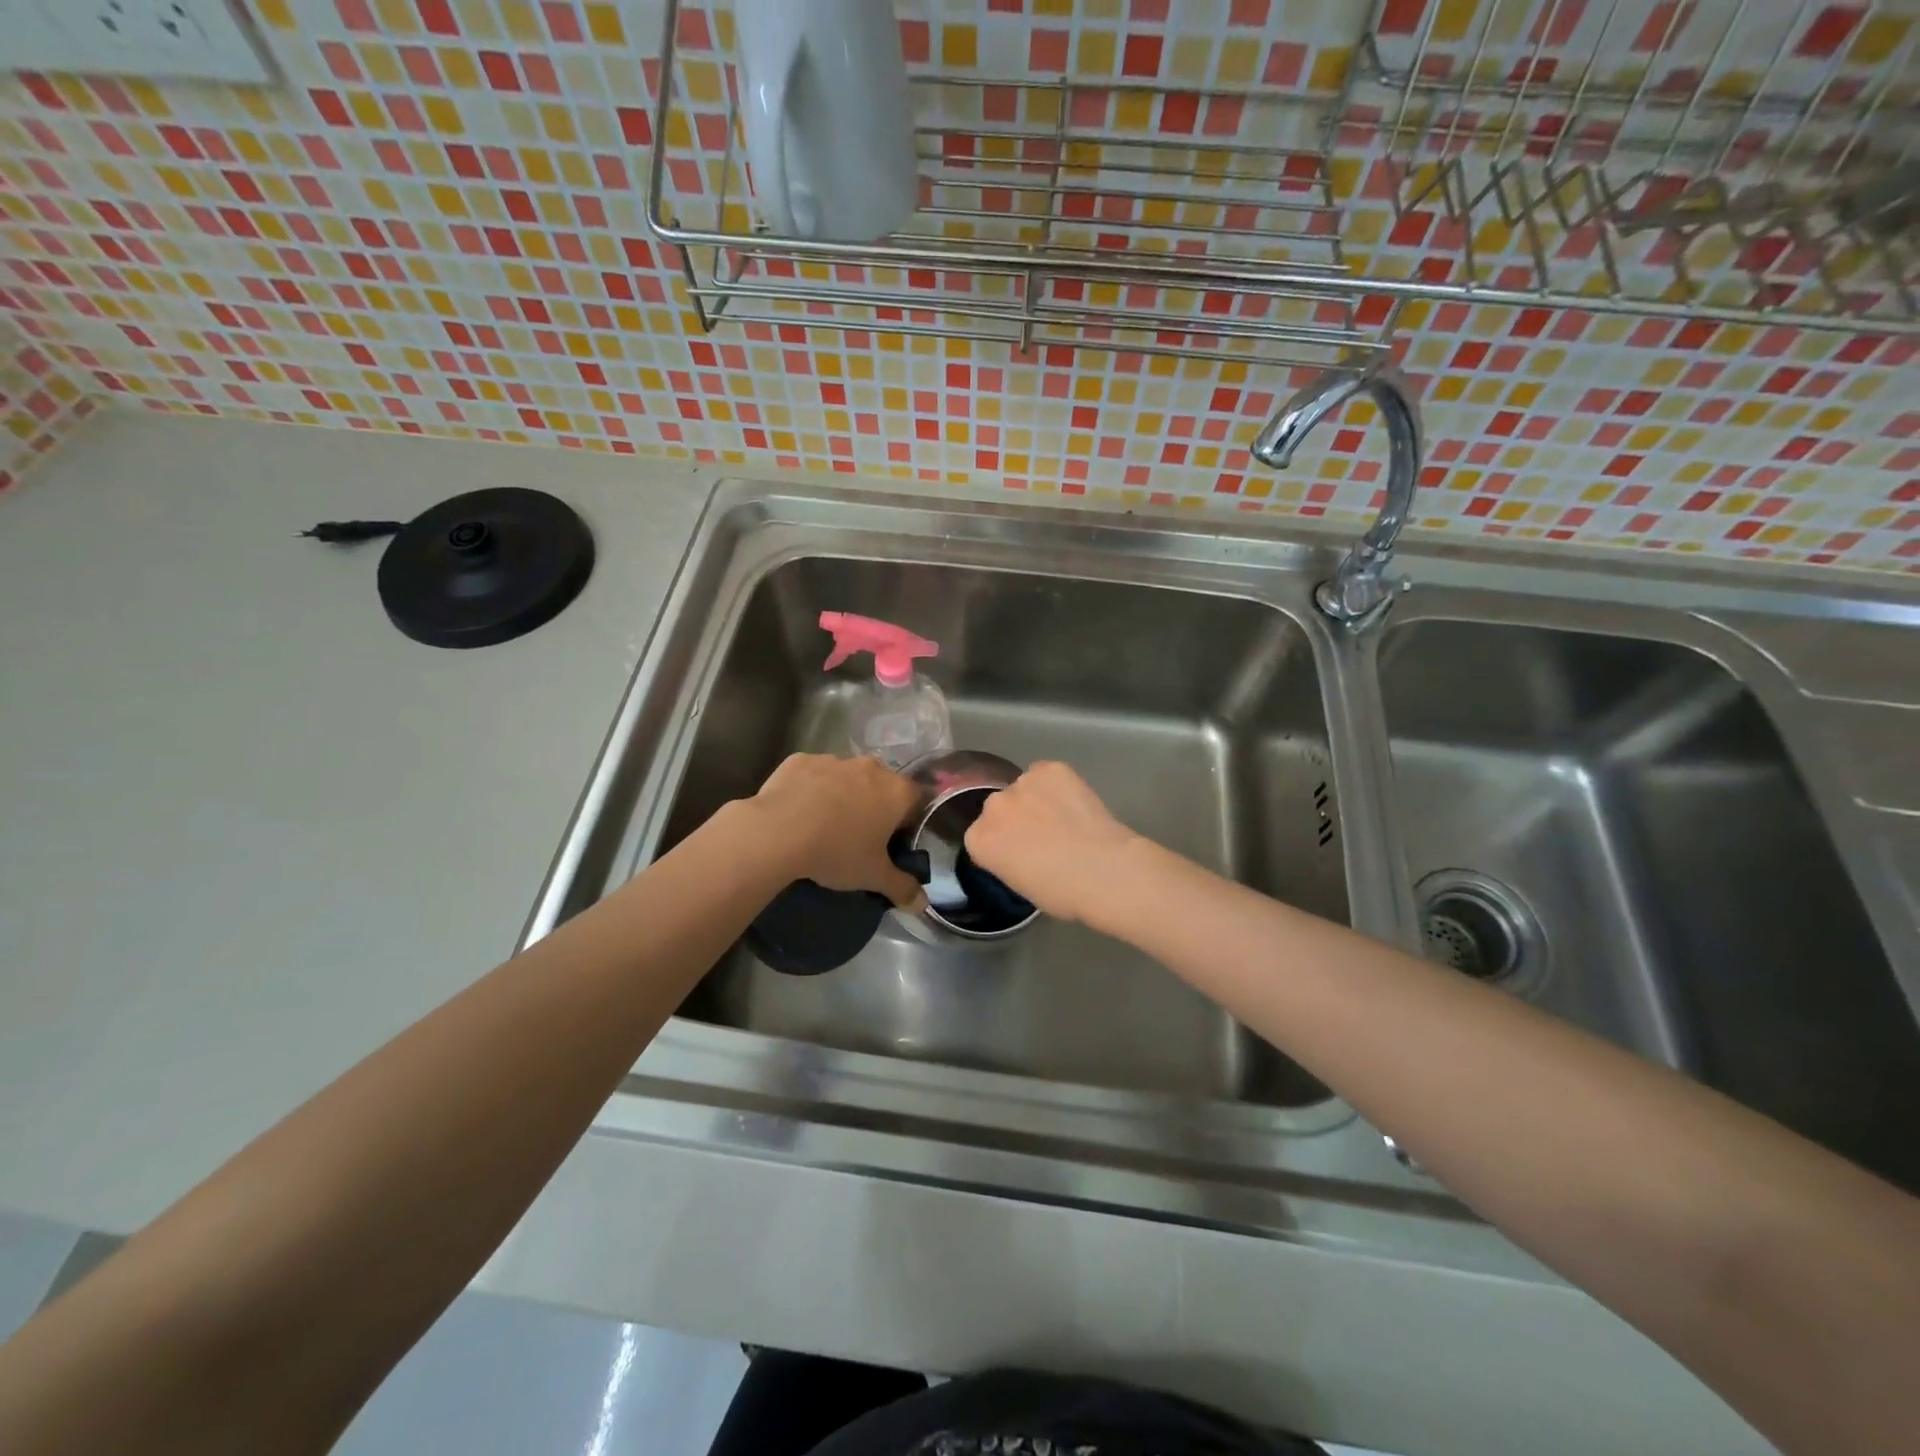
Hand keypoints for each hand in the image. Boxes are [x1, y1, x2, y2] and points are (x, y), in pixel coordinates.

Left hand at [749, 753, 923, 907]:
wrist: (777, 832)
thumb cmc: (837, 852)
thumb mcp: (873, 877)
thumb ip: (902, 888)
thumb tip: (922, 905)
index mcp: (897, 791)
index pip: (917, 801)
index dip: (907, 822)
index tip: (892, 842)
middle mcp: (871, 768)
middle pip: (882, 785)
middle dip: (874, 806)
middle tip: (859, 836)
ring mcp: (835, 760)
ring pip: (847, 777)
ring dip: (842, 795)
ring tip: (824, 826)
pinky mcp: (801, 760)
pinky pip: (814, 774)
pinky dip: (811, 789)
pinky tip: (798, 812)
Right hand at [964, 761, 1141, 924]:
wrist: (1103, 870)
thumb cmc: (1061, 892)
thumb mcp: (1019, 884)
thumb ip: (1007, 859)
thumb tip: (1021, 850)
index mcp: (978, 840)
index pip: (981, 836)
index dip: (1003, 844)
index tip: (1021, 855)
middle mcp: (993, 806)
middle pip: (999, 808)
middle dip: (1016, 818)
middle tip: (1043, 836)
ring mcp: (1021, 783)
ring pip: (1024, 788)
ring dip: (1037, 799)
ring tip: (1064, 818)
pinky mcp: (1050, 768)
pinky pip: (1047, 774)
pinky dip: (1058, 785)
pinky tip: (1075, 803)